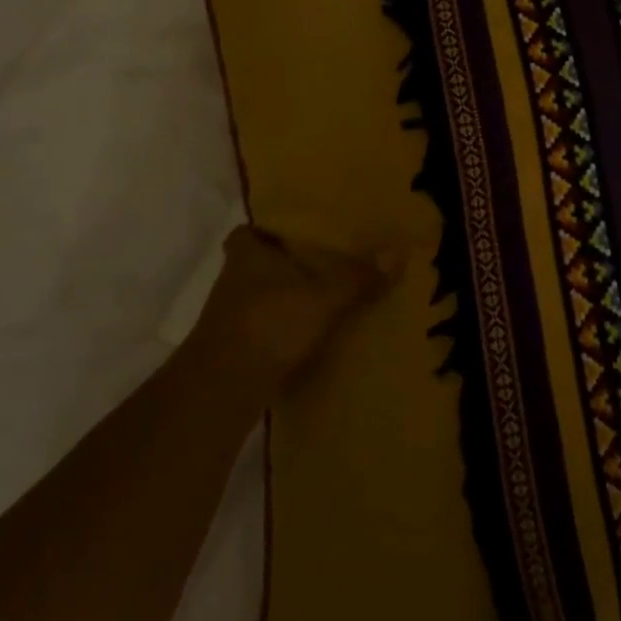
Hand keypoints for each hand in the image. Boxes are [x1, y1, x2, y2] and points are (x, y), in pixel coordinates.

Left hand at [185, 227, 394, 384]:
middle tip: (317, 262)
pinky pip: (261, 329)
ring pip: (257, 298)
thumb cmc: (269, 323)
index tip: (291, 232)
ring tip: (319, 298)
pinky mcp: (233, 351)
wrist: (222, 389)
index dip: (264, 231)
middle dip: (280, 265)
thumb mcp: (324, 297)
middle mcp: (231, 282)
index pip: (247, 233)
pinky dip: (279, 330)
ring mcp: (227, 319)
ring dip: (280, 299)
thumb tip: (399, 249)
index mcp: (247, 256)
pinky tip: (306, 335)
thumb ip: (358, 275)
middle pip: (254, 265)